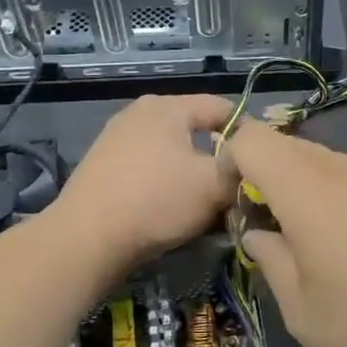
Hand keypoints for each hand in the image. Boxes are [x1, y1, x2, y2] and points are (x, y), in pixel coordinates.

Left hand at [52, 95, 235, 272]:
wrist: (85, 240)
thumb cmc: (156, 201)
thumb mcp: (213, 185)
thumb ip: (241, 168)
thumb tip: (252, 164)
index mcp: (168, 106)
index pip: (223, 108)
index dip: (248, 134)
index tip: (261, 165)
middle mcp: (140, 113)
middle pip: (196, 130)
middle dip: (218, 157)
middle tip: (235, 188)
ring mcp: (116, 138)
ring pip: (173, 152)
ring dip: (193, 175)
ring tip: (206, 205)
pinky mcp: (103, 166)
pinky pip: (149, 168)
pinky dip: (166, 184)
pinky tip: (171, 210)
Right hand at [222, 120, 346, 346]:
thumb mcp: (300, 309)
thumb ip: (269, 260)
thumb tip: (259, 233)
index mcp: (305, 188)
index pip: (251, 139)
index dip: (229, 162)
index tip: (234, 205)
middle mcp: (340, 168)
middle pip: (285, 146)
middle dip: (263, 176)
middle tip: (268, 228)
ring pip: (319, 160)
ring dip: (299, 186)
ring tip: (310, 241)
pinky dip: (331, 194)